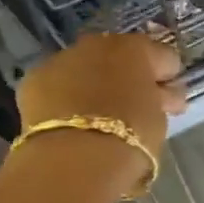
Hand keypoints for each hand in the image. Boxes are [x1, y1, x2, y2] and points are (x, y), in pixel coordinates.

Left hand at [18, 33, 187, 191]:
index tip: (169, 102)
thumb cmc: (130, 136)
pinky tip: (70, 120)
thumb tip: (165, 94)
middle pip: (122, 56)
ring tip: (98, 115)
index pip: (165, 57)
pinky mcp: (34, 79)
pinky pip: (58, 84)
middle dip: (129, 76)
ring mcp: (63, 58)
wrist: (74, 158)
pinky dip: (65, 97)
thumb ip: (162, 100)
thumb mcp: (159, 119)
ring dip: (96, 83)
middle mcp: (99, 44)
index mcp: (137, 49)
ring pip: (87, 67)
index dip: (169, 79)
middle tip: (134, 107)